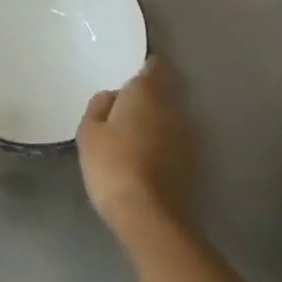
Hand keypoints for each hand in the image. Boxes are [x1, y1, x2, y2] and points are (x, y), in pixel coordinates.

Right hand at [77, 55, 194, 237]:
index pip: (154, 66)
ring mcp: (187, 135)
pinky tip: (145, 158)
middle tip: (122, 112)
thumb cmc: (112, 164)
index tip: (130, 78)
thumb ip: (98, 106)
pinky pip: (173, 141)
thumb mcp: (88, 132)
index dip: (144, 68)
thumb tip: (112, 96)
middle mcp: (173, 106)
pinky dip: (162, 144)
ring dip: (155, 122)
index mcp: (147, 92)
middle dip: (146, 98)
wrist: (149, 215)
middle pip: (162, 93)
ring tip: (133, 137)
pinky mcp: (193, 161)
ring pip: (169, 118)